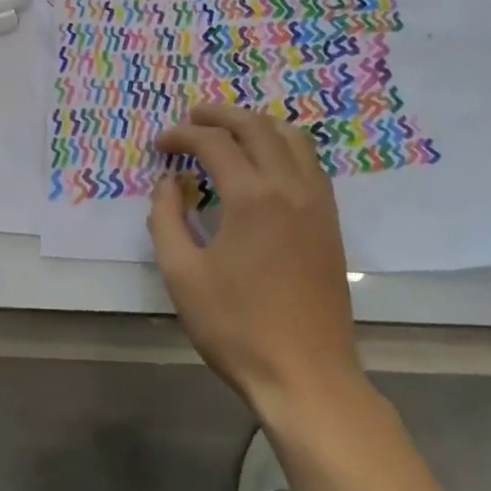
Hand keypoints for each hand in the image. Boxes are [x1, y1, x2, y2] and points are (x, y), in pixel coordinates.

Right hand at [149, 104, 363, 421]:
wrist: (306, 376)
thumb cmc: (237, 327)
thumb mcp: (182, 275)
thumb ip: (167, 219)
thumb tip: (169, 183)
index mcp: (252, 197)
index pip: (214, 143)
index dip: (182, 136)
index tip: (160, 145)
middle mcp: (290, 187)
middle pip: (256, 126)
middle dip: (220, 115)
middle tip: (191, 119)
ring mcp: (317, 202)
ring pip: (292, 137)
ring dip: (256, 124)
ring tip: (228, 132)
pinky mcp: (330, 222)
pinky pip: (309, 163)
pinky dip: (282, 147)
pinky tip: (264, 164)